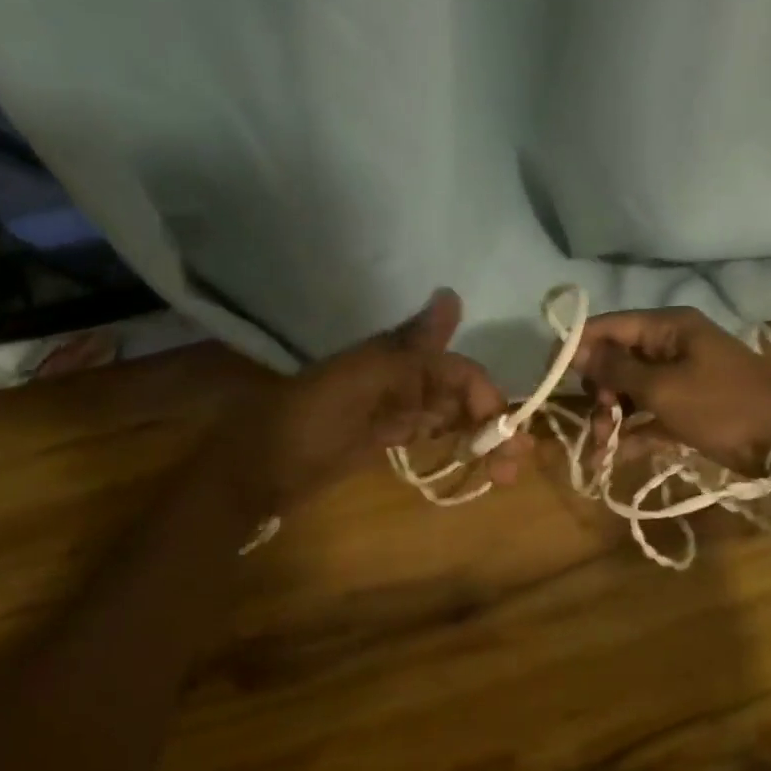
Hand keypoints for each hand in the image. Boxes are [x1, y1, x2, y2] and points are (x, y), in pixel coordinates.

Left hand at [241, 289, 530, 508]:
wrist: (253, 472)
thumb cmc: (305, 425)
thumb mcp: (357, 384)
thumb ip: (407, 348)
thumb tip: (451, 294)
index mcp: (392, 360)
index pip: (455, 371)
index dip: (485, 398)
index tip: (507, 437)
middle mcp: (395, 380)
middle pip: (457, 394)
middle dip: (491, 423)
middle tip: (517, 464)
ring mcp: (387, 411)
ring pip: (447, 416)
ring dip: (478, 439)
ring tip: (504, 475)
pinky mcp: (379, 439)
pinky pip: (425, 433)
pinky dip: (451, 446)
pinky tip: (473, 464)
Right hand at [569, 307, 770, 475]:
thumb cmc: (722, 405)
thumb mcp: (663, 388)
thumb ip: (616, 369)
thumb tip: (576, 349)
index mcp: (667, 328)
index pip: (609, 326)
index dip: (576, 346)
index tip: (549, 371)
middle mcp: (670, 346)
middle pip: (617, 360)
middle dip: (599, 391)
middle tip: (594, 421)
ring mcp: (680, 377)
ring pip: (630, 390)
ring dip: (612, 417)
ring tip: (601, 447)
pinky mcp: (687, 406)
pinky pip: (649, 413)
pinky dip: (633, 432)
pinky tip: (614, 456)